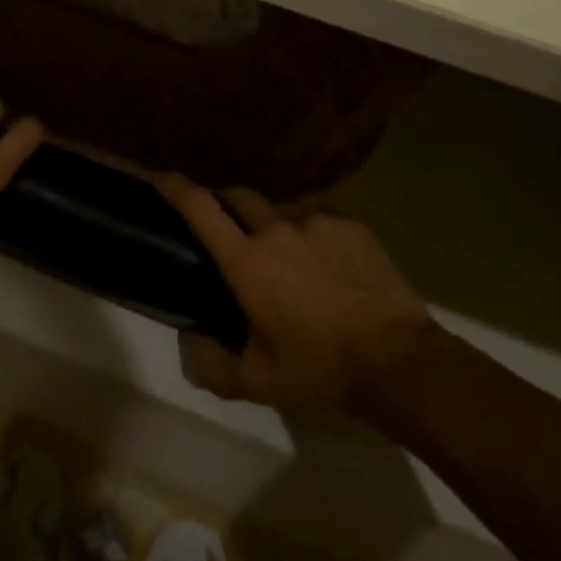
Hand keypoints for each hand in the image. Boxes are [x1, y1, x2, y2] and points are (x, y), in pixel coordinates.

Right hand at [158, 175, 437, 417]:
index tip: (158, 177)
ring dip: (271, 224)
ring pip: (280, 208)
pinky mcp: (352, 225)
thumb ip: (213, 366)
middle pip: (238, 195)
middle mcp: (277, 229)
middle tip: (228, 232)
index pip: (199, 207)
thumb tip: (191, 341)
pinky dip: (309, 234)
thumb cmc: (322, 371)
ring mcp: (318, 221)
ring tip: (285, 257)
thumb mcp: (260, 383)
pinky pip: (317, 218)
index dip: (174, 186)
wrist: (402, 363)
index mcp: (247, 261)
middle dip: (225, 204)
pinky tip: (324, 265)